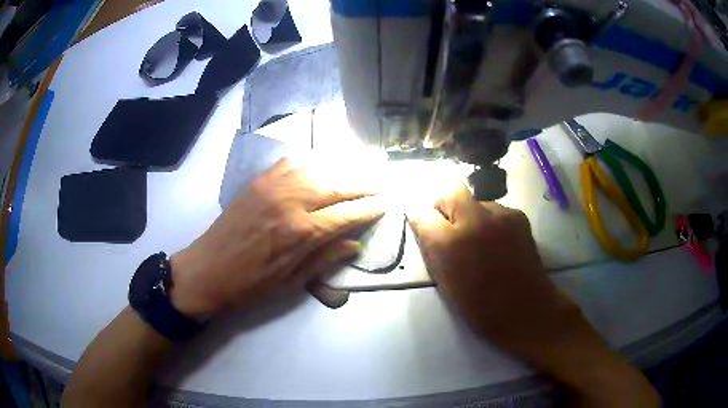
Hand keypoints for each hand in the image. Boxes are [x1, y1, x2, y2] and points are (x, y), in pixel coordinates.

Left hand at [169, 158, 382, 317]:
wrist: (207, 271)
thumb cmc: (251, 285)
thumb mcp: (292, 282)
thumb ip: (325, 258)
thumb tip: (354, 243)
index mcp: (301, 232)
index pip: (346, 214)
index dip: (369, 209)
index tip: (385, 204)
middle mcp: (290, 201)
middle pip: (337, 185)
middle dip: (363, 183)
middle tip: (381, 182)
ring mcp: (273, 186)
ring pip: (317, 168)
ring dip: (342, 168)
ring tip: (360, 169)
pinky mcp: (259, 181)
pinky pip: (291, 163)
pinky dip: (312, 161)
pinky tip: (322, 164)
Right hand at [406, 186, 659, 406]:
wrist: (547, 326)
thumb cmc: (500, 319)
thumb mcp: (462, 294)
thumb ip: (445, 256)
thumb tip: (432, 229)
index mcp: (471, 242)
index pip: (436, 205)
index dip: (426, 206)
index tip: (419, 211)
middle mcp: (493, 220)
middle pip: (459, 192)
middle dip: (446, 200)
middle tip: (445, 220)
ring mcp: (513, 221)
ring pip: (483, 200)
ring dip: (473, 212)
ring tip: (477, 239)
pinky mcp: (528, 229)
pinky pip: (501, 214)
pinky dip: (493, 223)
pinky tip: (499, 247)